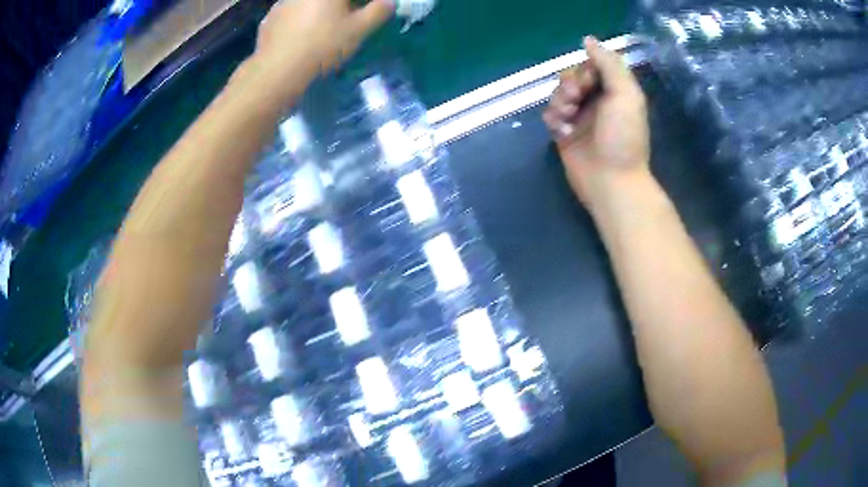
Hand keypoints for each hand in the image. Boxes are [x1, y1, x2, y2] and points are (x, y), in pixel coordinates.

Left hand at [250, 0, 393, 92]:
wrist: (278, 70)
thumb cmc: (323, 45)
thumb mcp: (359, 30)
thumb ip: (378, 11)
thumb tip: (389, 2)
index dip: (361, 4)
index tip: (367, 11)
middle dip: (341, 6)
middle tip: (348, 18)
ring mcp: (284, 1)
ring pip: (308, 3)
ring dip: (318, 10)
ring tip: (322, 27)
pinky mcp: (270, 17)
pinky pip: (291, 12)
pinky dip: (299, 18)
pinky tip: (300, 34)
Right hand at [544, 37, 650, 208]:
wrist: (610, 180)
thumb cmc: (622, 137)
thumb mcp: (625, 94)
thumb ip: (609, 63)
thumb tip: (587, 39)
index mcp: (614, 90)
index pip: (591, 66)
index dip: (584, 70)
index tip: (588, 83)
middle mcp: (596, 100)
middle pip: (571, 77)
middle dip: (569, 85)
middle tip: (575, 101)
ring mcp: (580, 117)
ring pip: (558, 94)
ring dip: (559, 101)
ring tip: (567, 118)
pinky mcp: (565, 133)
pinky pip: (550, 114)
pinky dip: (553, 119)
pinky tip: (562, 131)